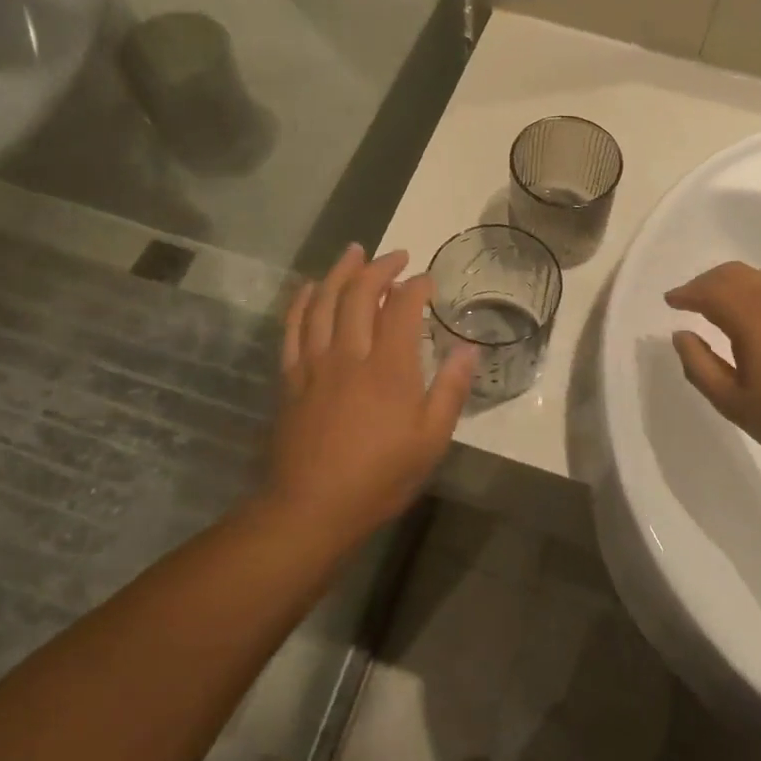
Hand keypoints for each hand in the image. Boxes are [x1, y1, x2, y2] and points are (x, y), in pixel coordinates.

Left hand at [269, 244, 475, 537]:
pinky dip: (302, 301)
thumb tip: (469, 348)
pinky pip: (292, 328)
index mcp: (389, 368)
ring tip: (354, 251)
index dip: (416, 286)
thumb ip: (451, 390)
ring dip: (340, 272)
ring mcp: (315, 364)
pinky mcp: (291, 378)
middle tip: (396, 256)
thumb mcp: (431, 441)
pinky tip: (309, 287)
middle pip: (360, 295)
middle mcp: (350, 355)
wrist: (312, 508)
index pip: (402, 308)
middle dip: (380, 268)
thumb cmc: (380, 477)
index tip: (428, 280)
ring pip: (324, 302)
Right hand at [667, 262, 760, 473]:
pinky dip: (757, 293)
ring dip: (733, 285)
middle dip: (706, 282)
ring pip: (760, 278)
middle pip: (735, 273)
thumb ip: (699, 366)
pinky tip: (756, 320)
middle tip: (689, 300)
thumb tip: (681, 335)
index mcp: (755, 318)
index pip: (711, 290)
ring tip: (718, 308)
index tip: (670, 301)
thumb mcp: (734, 403)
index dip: (686, 293)